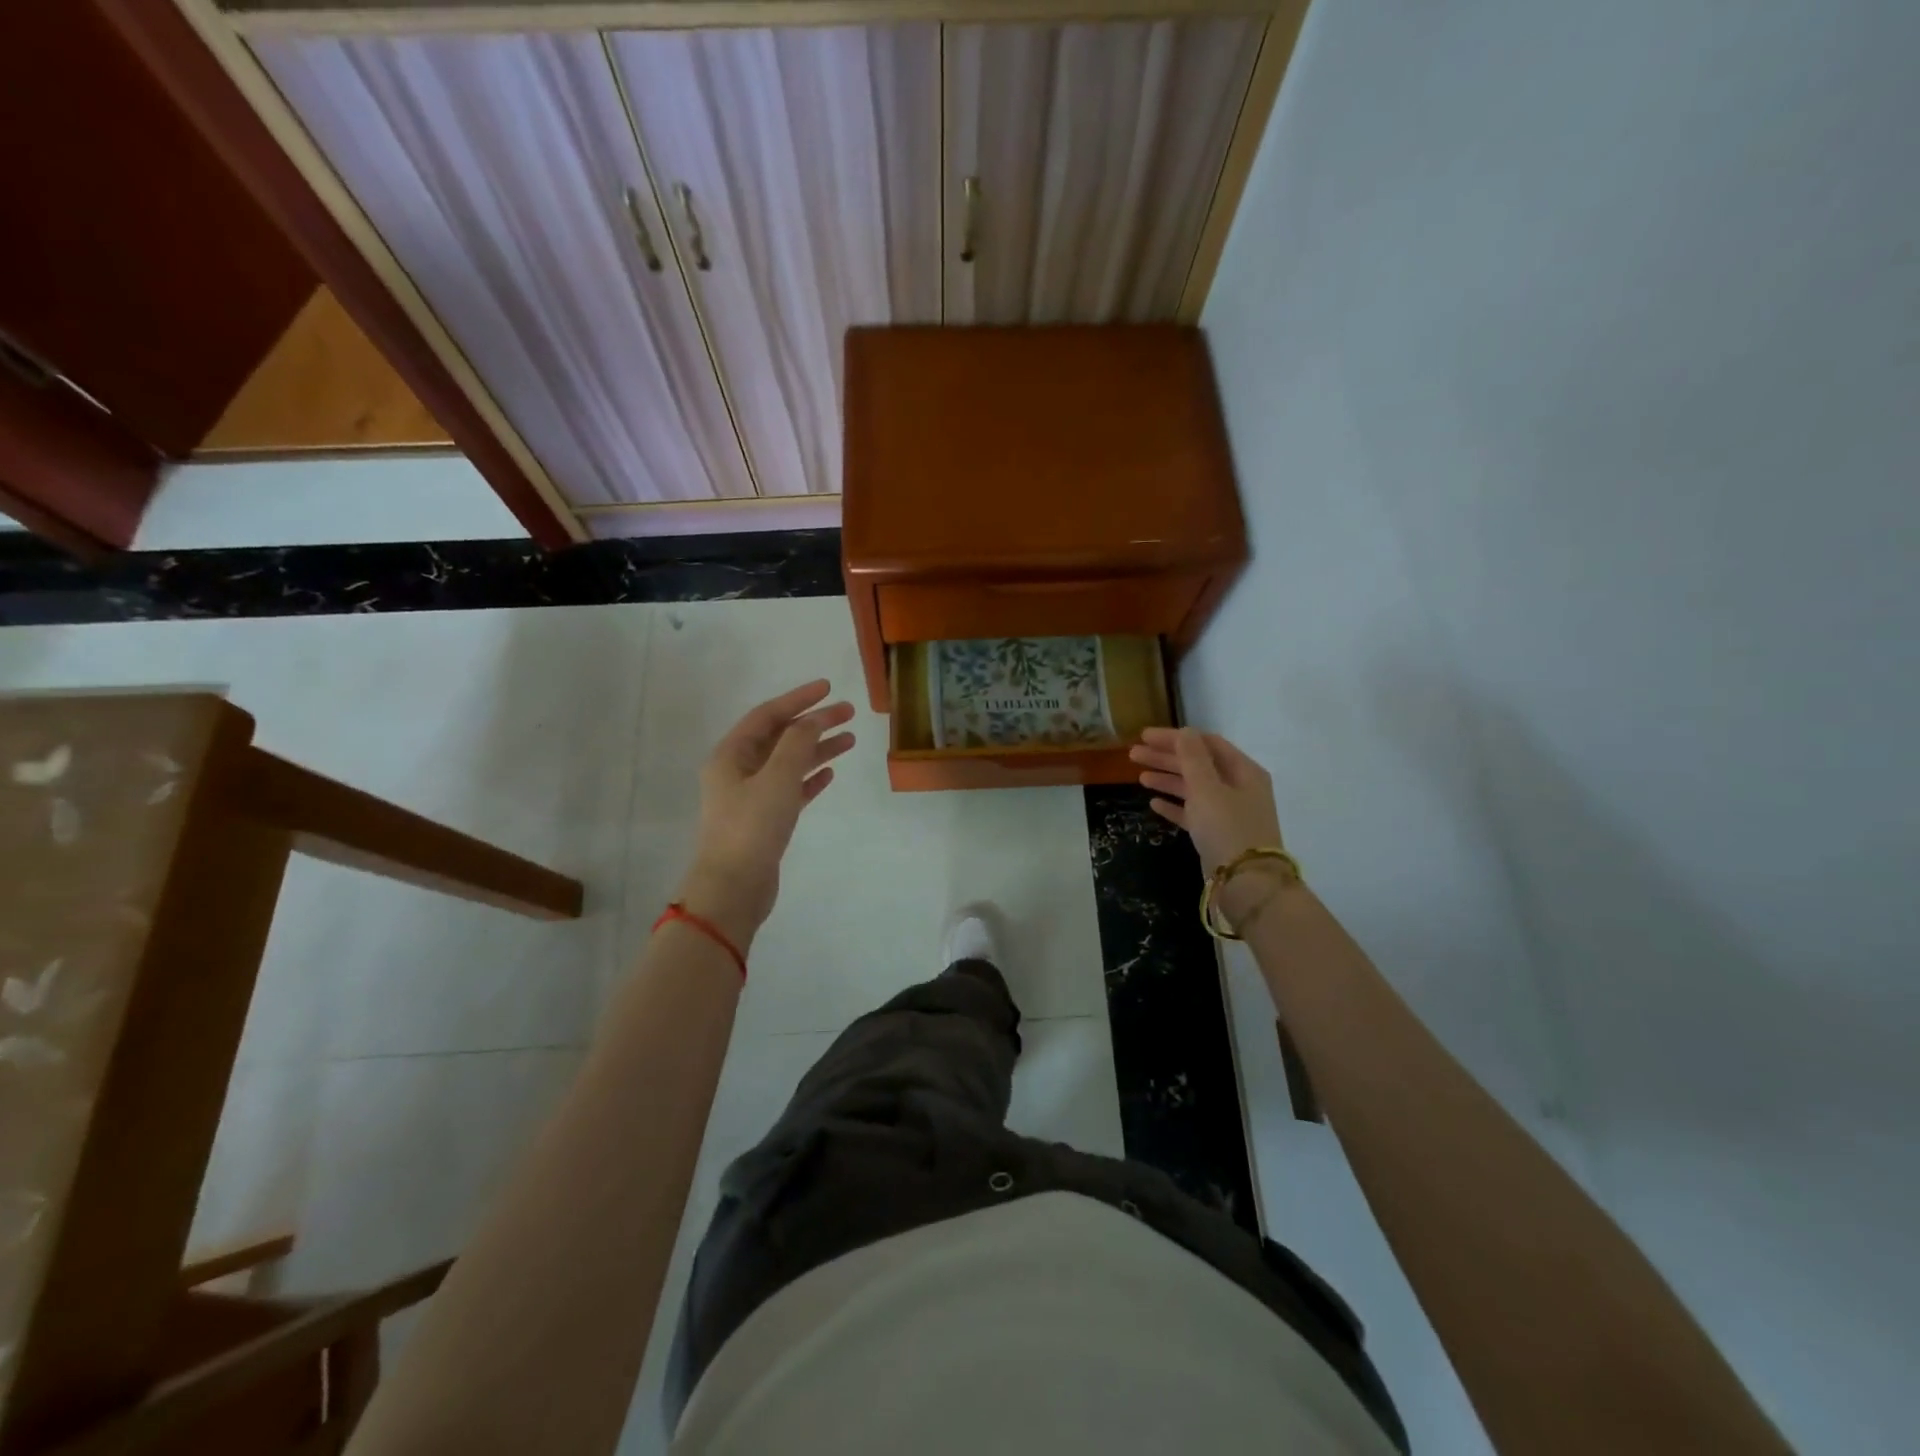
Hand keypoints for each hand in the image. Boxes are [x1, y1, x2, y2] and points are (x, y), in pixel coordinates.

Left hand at [678, 680, 854, 946]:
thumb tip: (813, 720)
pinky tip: (830, 773)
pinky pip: (791, 789)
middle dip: (813, 723)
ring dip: (817, 749)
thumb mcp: (777, 778)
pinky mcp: (765, 820)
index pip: (767, 715)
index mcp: (731, 755)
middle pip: (780, 737)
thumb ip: (798, 744)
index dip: (798, 699)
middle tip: (848, 713)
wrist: (734, 887)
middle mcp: (738, 771)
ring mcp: (751, 796)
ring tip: (850, 740)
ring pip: (789, 763)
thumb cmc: (751, 827)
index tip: (828, 688)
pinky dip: (810, 778)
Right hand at [1130, 727, 1286, 923]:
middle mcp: (1238, 787)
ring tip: (1139, 777)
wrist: (1246, 883)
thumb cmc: (1227, 828)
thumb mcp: (1207, 788)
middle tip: (1134, 754)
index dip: (1175, 737)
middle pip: (1198, 765)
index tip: (1145, 736)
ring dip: (1167, 780)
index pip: (1205, 743)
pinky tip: (1154, 803)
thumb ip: (1192, 757)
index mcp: (1243, 771)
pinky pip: (1193, 813)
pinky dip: (1174, 805)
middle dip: (1166, 758)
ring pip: (1193, 788)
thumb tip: (1184, 731)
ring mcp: (1228, 812)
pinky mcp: (1217, 834)